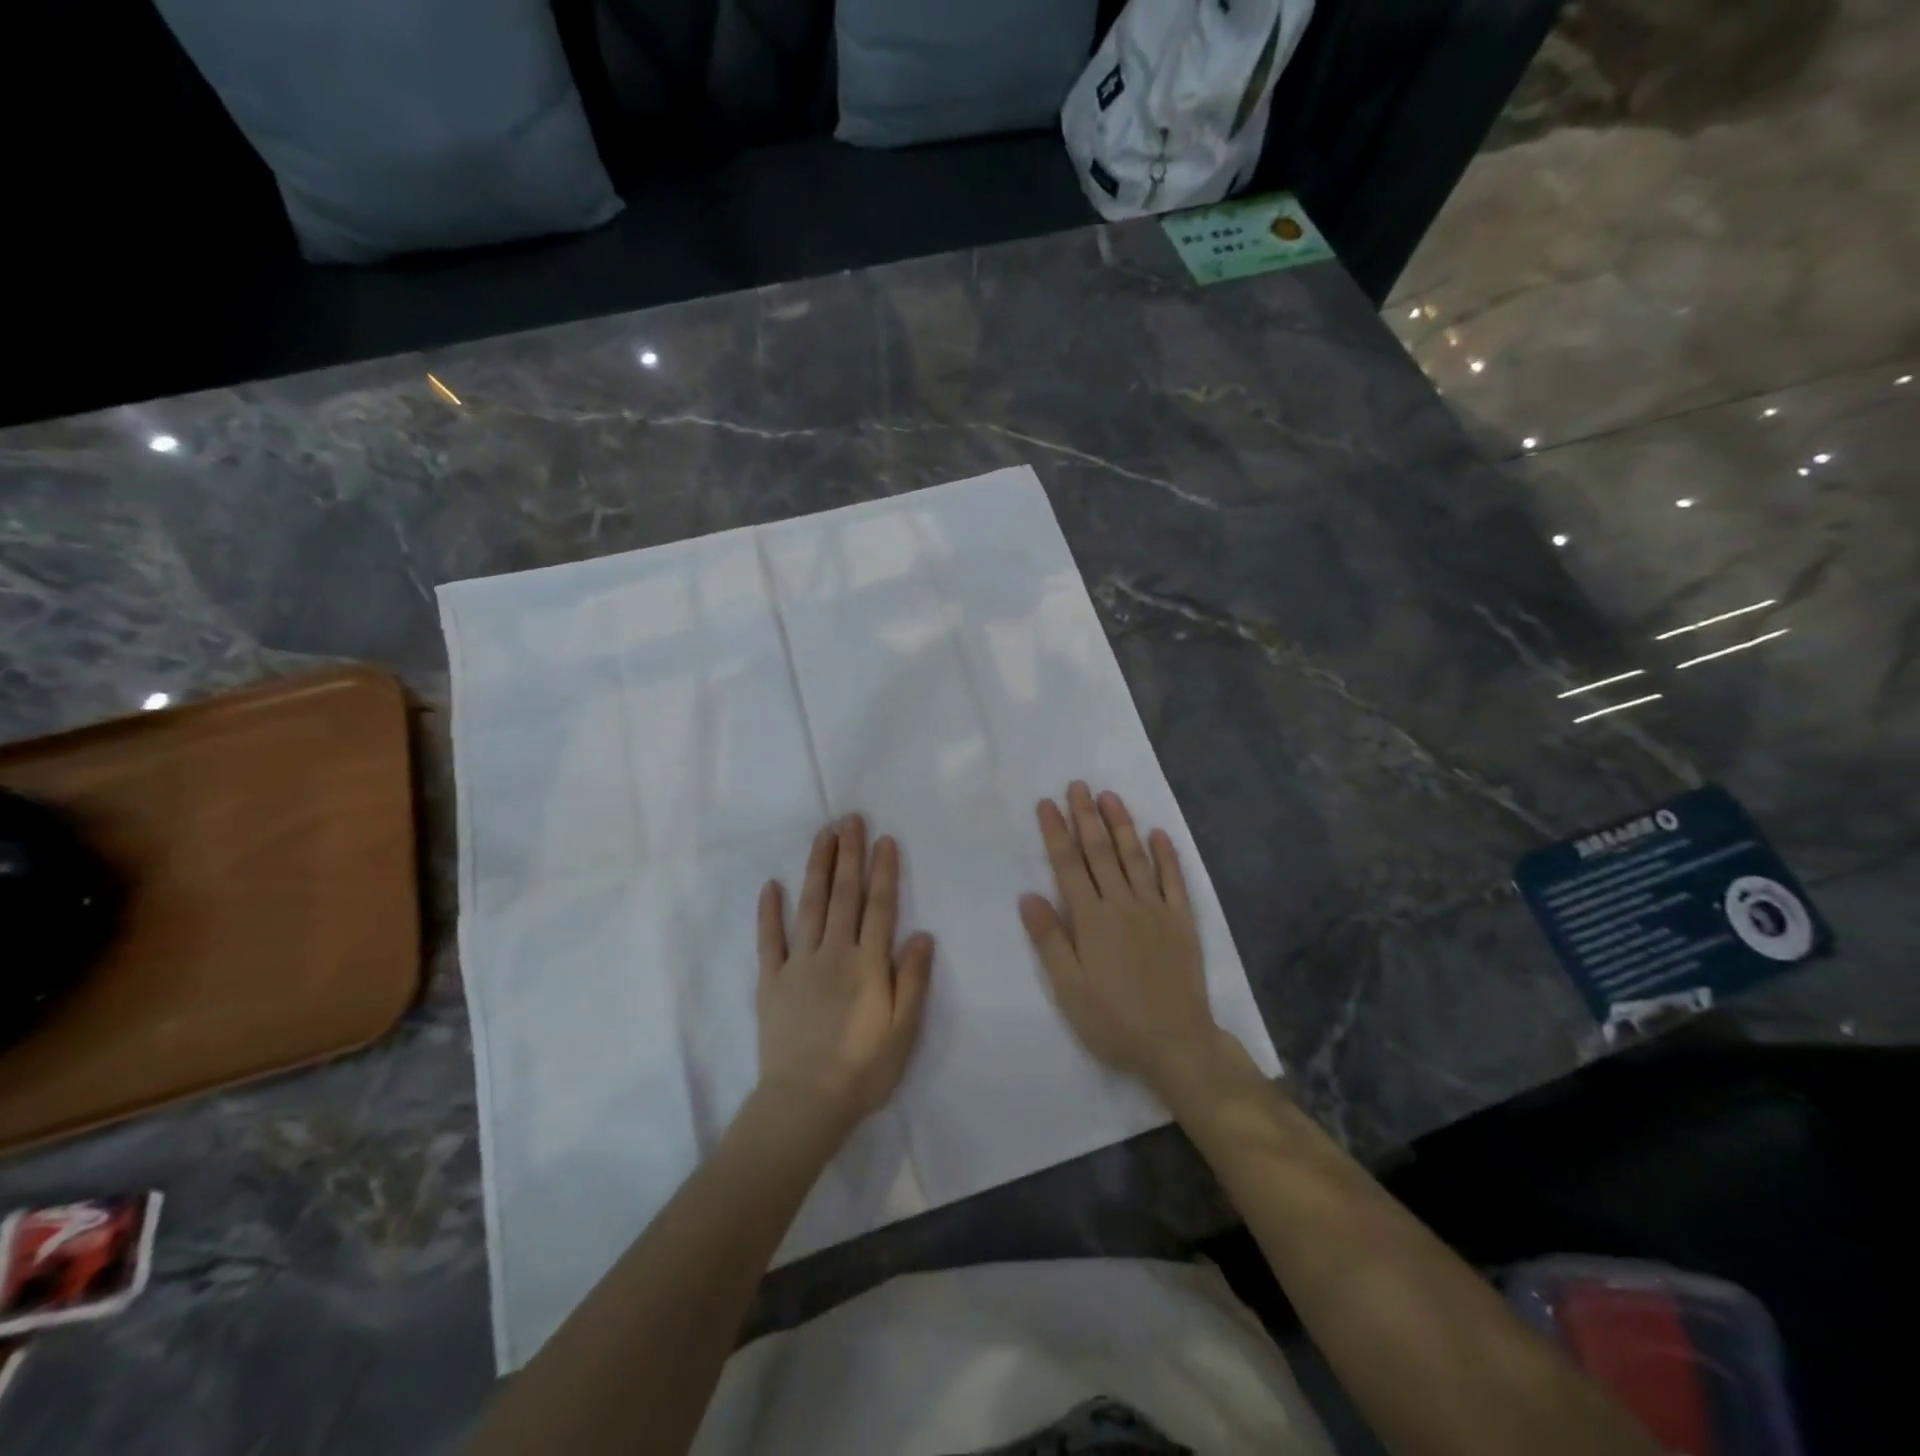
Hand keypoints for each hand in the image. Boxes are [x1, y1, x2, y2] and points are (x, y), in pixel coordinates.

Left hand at [756, 814, 933, 1132]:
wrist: (805, 1104)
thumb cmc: (863, 1070)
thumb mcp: (903, 1030)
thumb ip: (912, 980)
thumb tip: (921, 934)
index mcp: (867, 964)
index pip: (879, 906)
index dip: (883, 871)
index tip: (884, 839)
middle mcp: (833, 952)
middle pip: (843, 895)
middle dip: (849, 854)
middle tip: (850, 819)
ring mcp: (798, 964)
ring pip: (809, 905)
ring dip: (817, 868)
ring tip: (823, 836)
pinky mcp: (771, 981)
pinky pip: (769, 940)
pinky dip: (769, 911)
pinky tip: (771, 885)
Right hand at [1019, 782, 1231, 1095]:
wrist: (1176, 1044)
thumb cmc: (1113, 1021)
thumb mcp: (1069, 990)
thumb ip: (1049, 940)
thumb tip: (1028, 895)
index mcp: (1091, 920)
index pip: (1068, 865)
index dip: (1056, 832)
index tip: (1046, 803)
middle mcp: (1122, 904)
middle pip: (1100, 852)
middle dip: (1086, 816)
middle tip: (1078, 785)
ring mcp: (1155, 910)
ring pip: (1135, 857)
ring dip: (1121, 824)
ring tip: (1110, 796)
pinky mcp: (1182, 921)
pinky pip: (1173, 880)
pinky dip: (1166, 855)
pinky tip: (1159, 833)